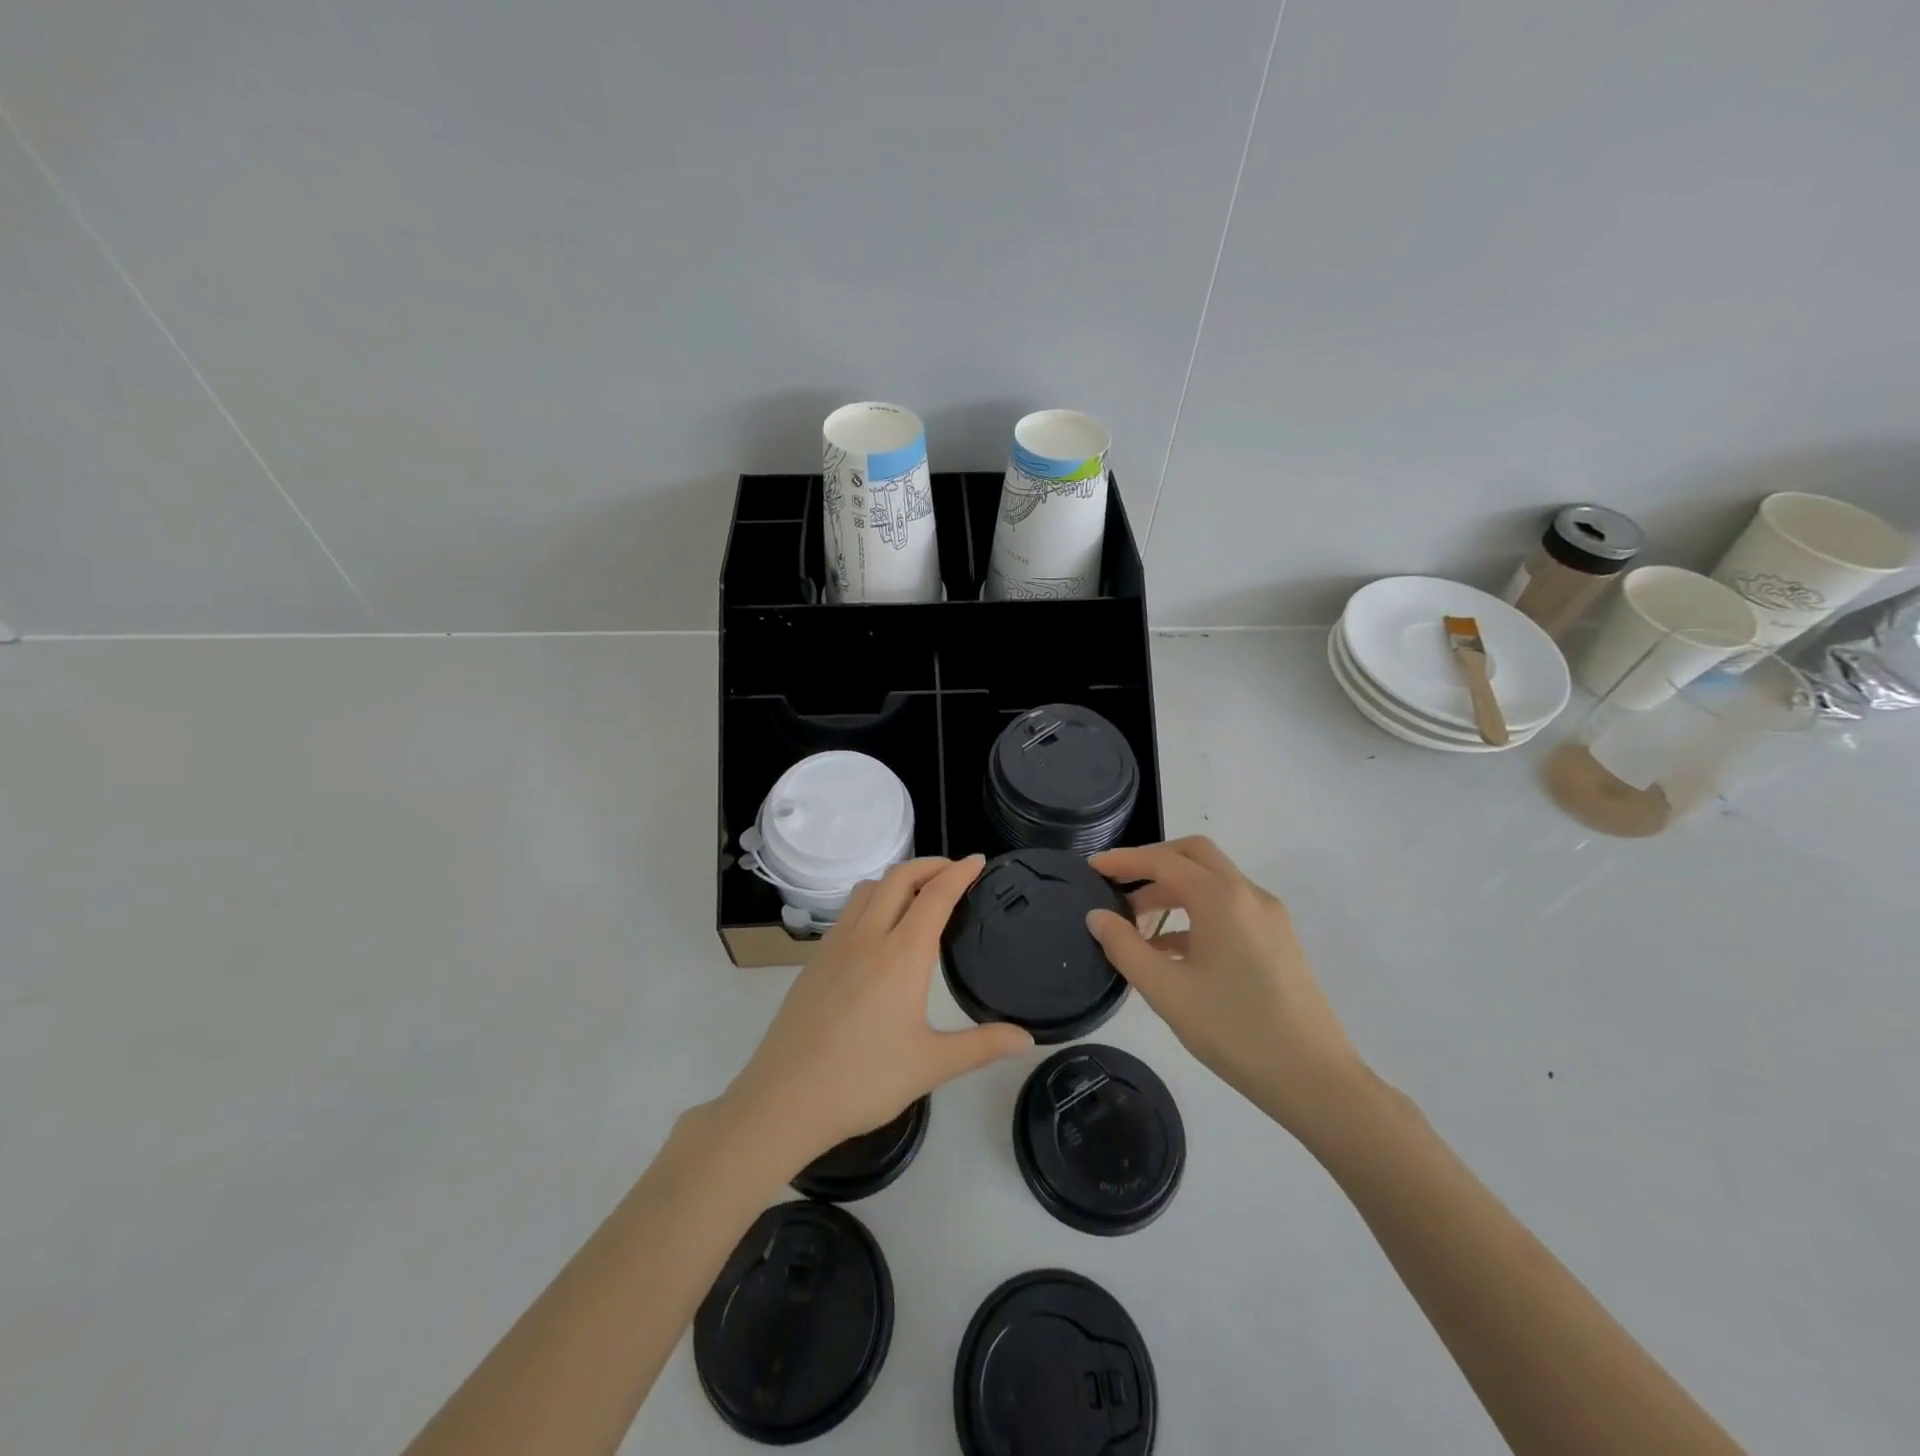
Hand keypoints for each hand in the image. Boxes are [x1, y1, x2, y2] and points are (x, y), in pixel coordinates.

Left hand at [718, 856, 1032, 1175]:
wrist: (784, 1099)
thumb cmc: (863, 1081)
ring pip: (868, 888)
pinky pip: (849, 911)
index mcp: (901, 954)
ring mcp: (835, 945)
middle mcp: (868, 937)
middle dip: (930, 865)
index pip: (936, 895)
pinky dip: (873, 900)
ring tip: (919, 894)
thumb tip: (1028, 1039)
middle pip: (899, 877)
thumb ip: (982, 1046)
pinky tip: (879, 930)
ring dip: (898, 878)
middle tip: (954, 872)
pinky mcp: (815, 960)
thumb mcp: (931, 1065)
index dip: (959, 873)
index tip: (978, 860)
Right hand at [1087, 837, 1366, 1139]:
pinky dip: (1196, 912)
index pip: (1164, 862)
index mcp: (1222, 898)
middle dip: (1153, 862)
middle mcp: (1249, 895)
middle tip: (1118, 883)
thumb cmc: (1235, 1031)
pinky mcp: (1279, 940)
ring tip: (1136, 923)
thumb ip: (1125, 948)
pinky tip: (1172, 950)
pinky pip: (1229, 907)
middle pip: (1194, 855)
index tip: (1092, 866)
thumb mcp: (1167, 991)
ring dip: (1173, 889)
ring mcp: (1269, 917)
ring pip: (1213, 881)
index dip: (1124, 860)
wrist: (1316, 1080)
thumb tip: (1097, 916)